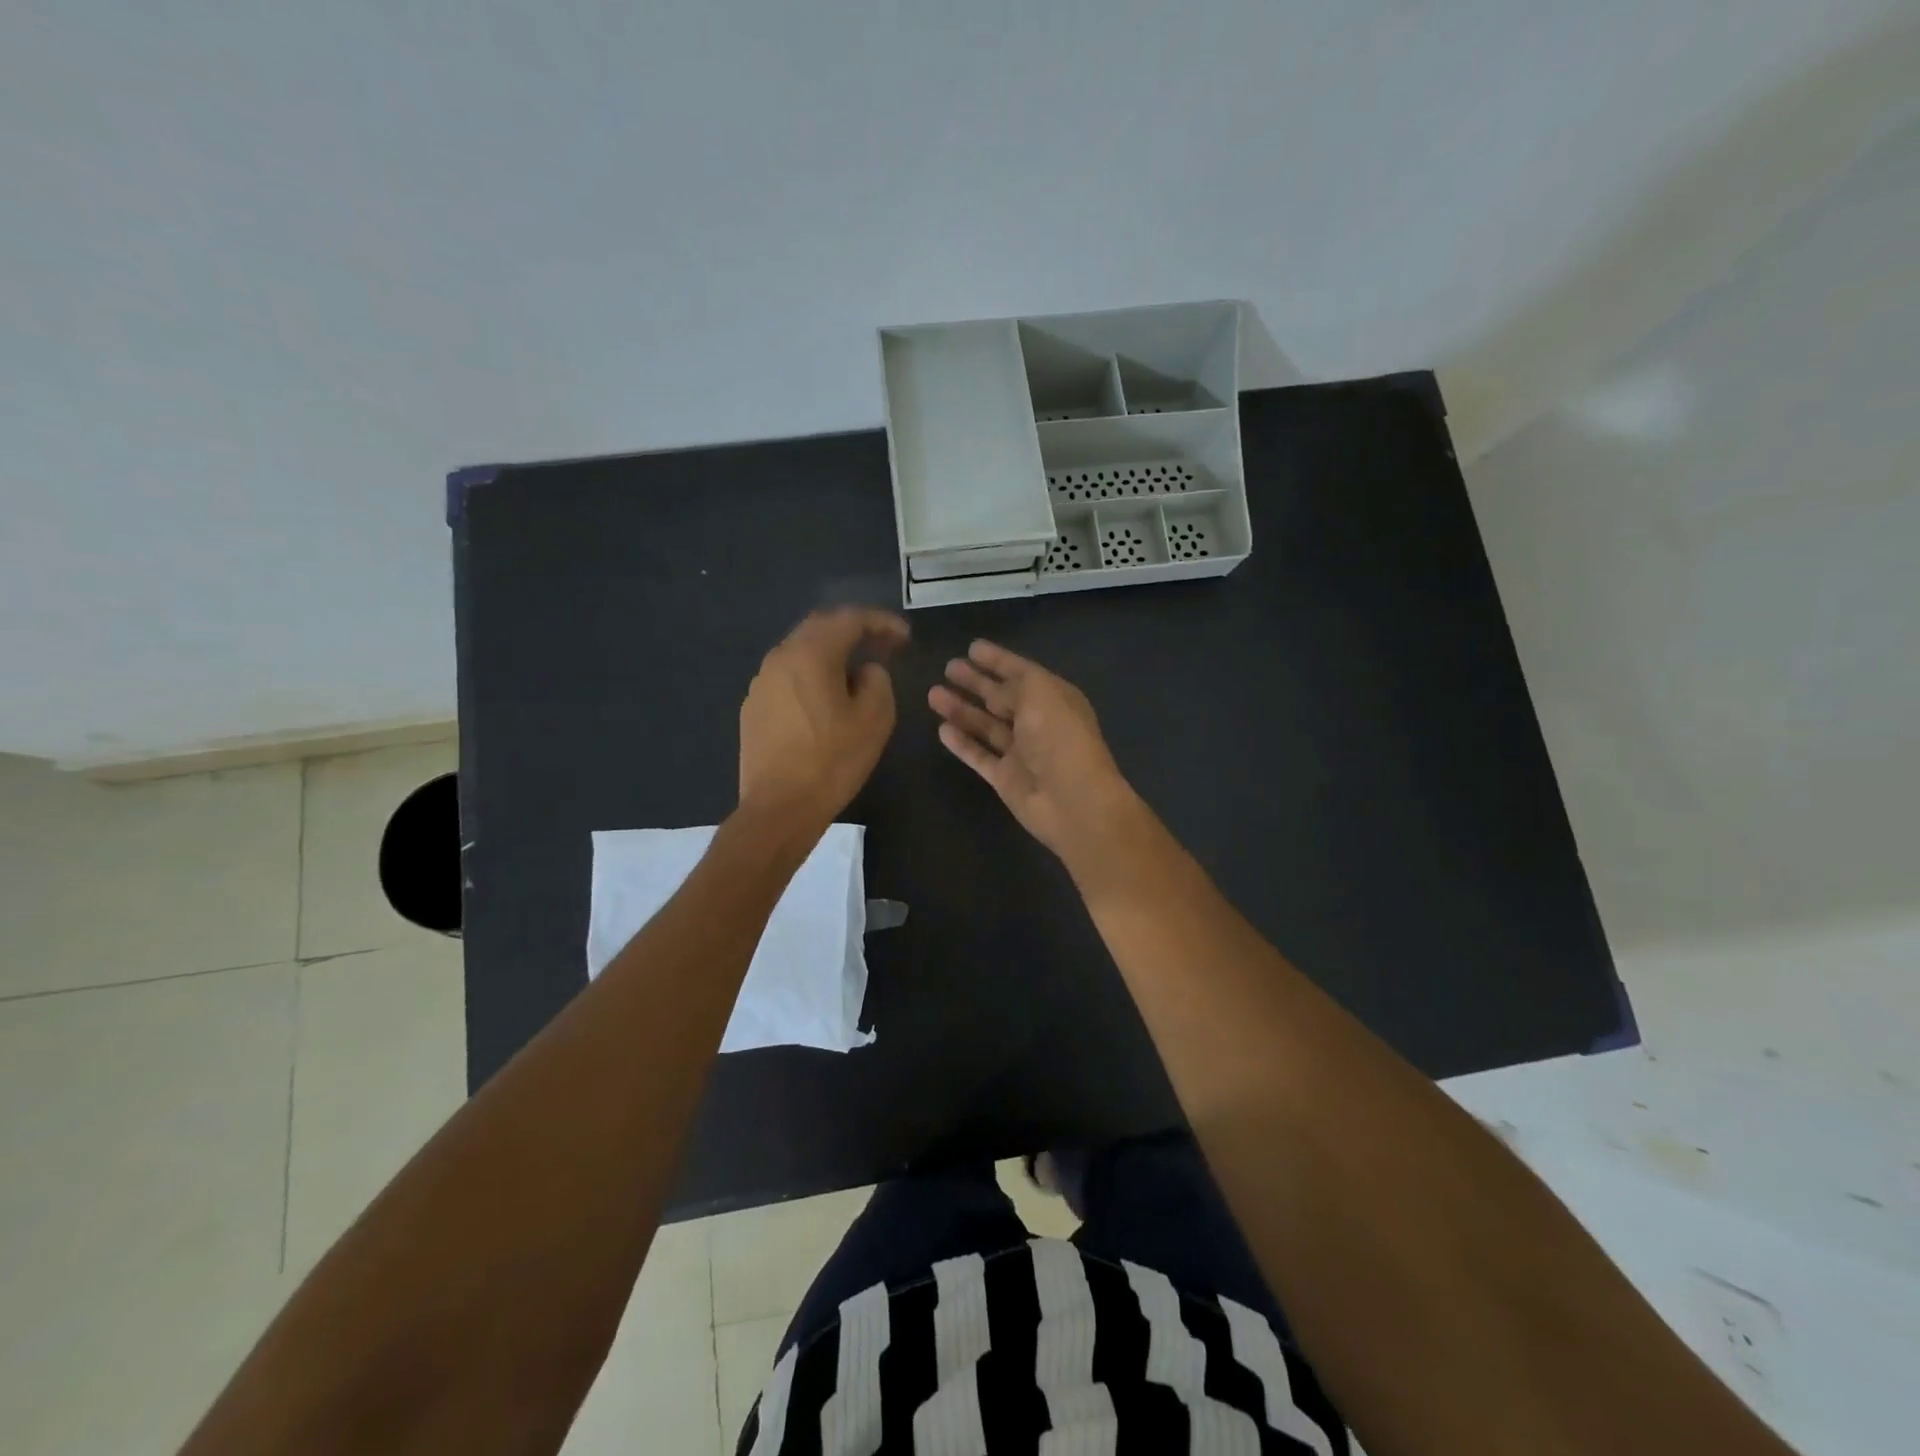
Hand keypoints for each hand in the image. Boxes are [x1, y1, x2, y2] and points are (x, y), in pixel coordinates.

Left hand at [739, 608, 908, 832]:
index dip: (882, 622)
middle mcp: (780, 657)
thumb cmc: (832, 761)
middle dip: (855, 631)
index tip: (905, 637)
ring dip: (832, 653)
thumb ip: (878, 680)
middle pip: (821, 628)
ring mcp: (761, 682)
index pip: (850, 619)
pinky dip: (812, 675)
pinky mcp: (754, 707)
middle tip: (884, 646)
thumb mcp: (875, 719)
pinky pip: (788, 676)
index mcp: (810, 654)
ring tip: (857, 671)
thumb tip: (865, 670)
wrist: (779, 808)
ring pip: (801, 651)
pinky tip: (826, 698)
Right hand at [928, 640, 1142, 866]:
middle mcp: (1037, 722)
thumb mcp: (1037, 694)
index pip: (1021, 672)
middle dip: (976, 682)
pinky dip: (962, 743)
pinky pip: (979, 756)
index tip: (972, 647)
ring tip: (933, 694)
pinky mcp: (1005, 778)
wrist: (1072, 799)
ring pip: (986, 725)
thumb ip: (1011, 687)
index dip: (998, 659)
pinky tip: (941, 729)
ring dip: (961, 709)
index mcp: (1054, 697)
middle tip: (949, 667)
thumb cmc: (1059, 736)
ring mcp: (1021, 752)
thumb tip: (993, 696)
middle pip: (1001, 698)